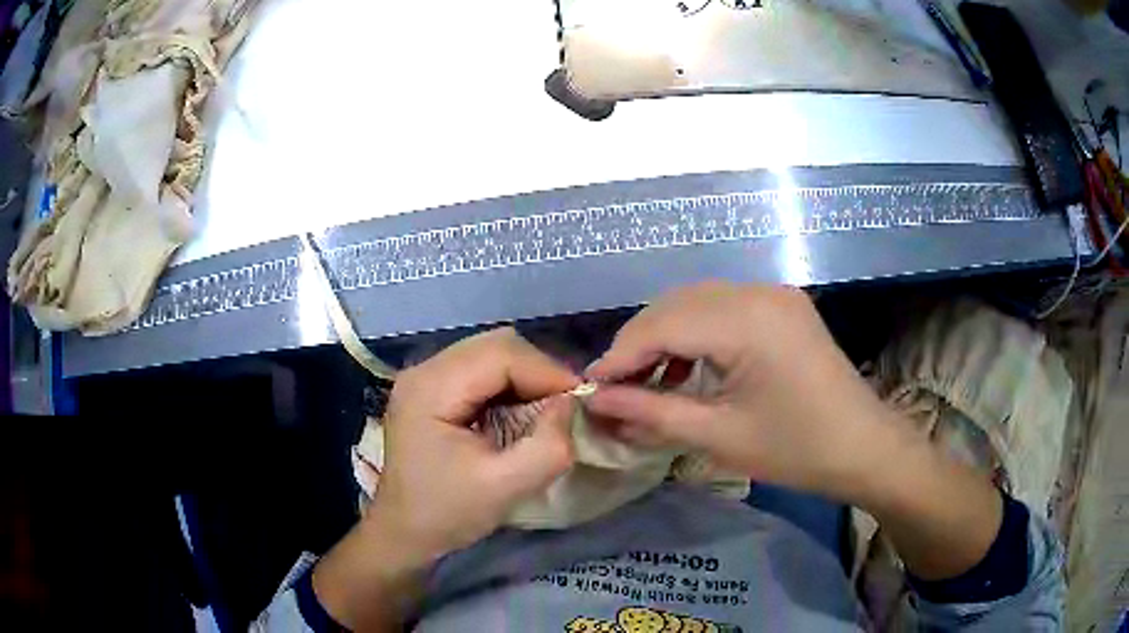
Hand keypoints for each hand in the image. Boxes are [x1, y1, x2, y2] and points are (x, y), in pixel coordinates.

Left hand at [374, 327, 579, 557]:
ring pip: (491, 352)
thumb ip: (547, 447)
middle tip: (563, 407)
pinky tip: (518, 412)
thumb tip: (570, 404)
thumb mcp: (505, 488)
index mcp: (431, 388)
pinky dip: (509, 384)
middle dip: (538, 371)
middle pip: (496, 345)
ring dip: (525, 376)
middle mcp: (424, 370)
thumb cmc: (447, 513)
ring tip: (544, 410)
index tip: (579, 402)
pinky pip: (481, 369)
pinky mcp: (432, 388)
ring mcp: (425, 376)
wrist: (403, 531)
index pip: (501, 354)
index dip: (547, 371)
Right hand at [585, 282, 897, 501]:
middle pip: (675, 306)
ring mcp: (773, 294)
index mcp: (746, 320)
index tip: (589, 388)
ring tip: (645, 380)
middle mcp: (757, 292)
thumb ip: (651, 413)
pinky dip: (696, 332)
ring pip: (697, 302)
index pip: (661, 325)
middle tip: (614, 388)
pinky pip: (724, 308)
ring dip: (664, 336)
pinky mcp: (782, 305)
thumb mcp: (718, 436)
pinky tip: (688, 365)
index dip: (619, 355)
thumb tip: (595, 402)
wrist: (863, 446)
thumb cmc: (795, 449)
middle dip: (638, 344)